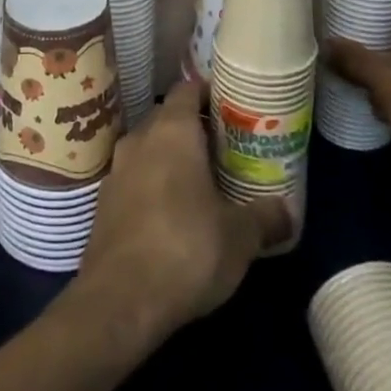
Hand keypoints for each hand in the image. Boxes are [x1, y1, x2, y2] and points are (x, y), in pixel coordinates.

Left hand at [73, 81, 289, 353]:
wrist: (119, 300)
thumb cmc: (186, 249)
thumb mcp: (240, 236)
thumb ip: (266, 217)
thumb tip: (288, 212)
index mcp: (172, 130)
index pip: (188, 89)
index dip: (210, 93)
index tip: (233, 107)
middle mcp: (140, 139)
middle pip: (168, 118)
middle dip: (195, 129)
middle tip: (226, 148)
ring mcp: (116, 171)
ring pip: (149, 150)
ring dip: (172, 160)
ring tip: (203, 183)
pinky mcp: (103, 204)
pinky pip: (135, 180)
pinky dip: (153, 186)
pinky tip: (173, 215)